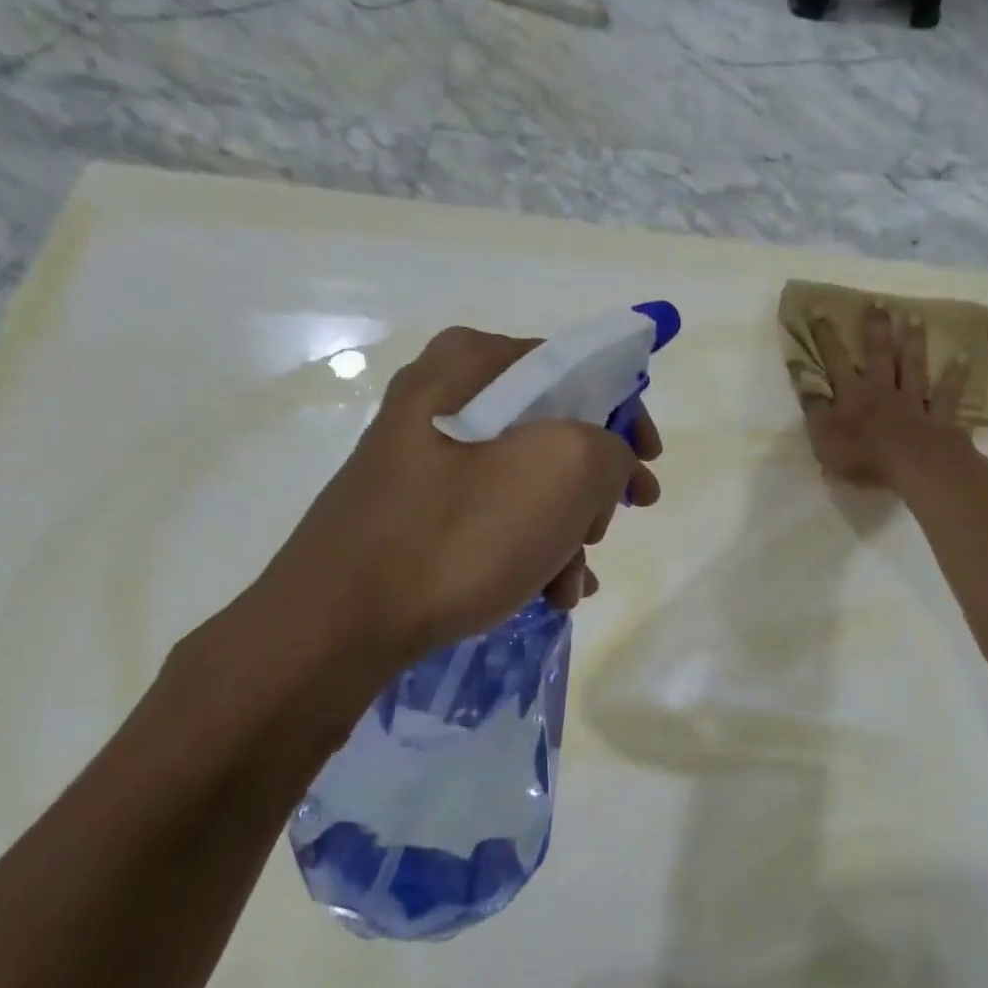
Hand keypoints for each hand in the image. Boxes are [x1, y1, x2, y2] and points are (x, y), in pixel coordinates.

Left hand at [250, 327, 661, 671]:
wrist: (339, 623)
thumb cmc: (459, 534)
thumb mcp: (564, 471)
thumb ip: (611, 446)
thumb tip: (607, 462)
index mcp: (473, 364)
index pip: (578, 367)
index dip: (626, 415)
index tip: (648, 466)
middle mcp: (445, 397)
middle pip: (556, 430)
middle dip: (593, 489)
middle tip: (602, 529)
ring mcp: (427, 456)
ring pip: (530, 481)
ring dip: (566, 532)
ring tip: (571, 584)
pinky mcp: (419, 508)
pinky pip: (496, 514)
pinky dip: (531, 548)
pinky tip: (548, 592)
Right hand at [803, 305, 971, 490]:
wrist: (915, 468)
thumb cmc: (865, 459)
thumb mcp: (825, 442)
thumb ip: (816, 415)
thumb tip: (808, 390)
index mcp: (853, 396)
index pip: (835, 361)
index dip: (825, 337)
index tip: (819, 311)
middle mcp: (883, 391)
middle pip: (880, 354)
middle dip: (877, 327)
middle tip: (879, 302)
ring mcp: (914, 402)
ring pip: (913, 366)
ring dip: (914, 342)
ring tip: (915, 317)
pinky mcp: (940, 418)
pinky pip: (948, 394)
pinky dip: (956, 376)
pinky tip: (964, 357)